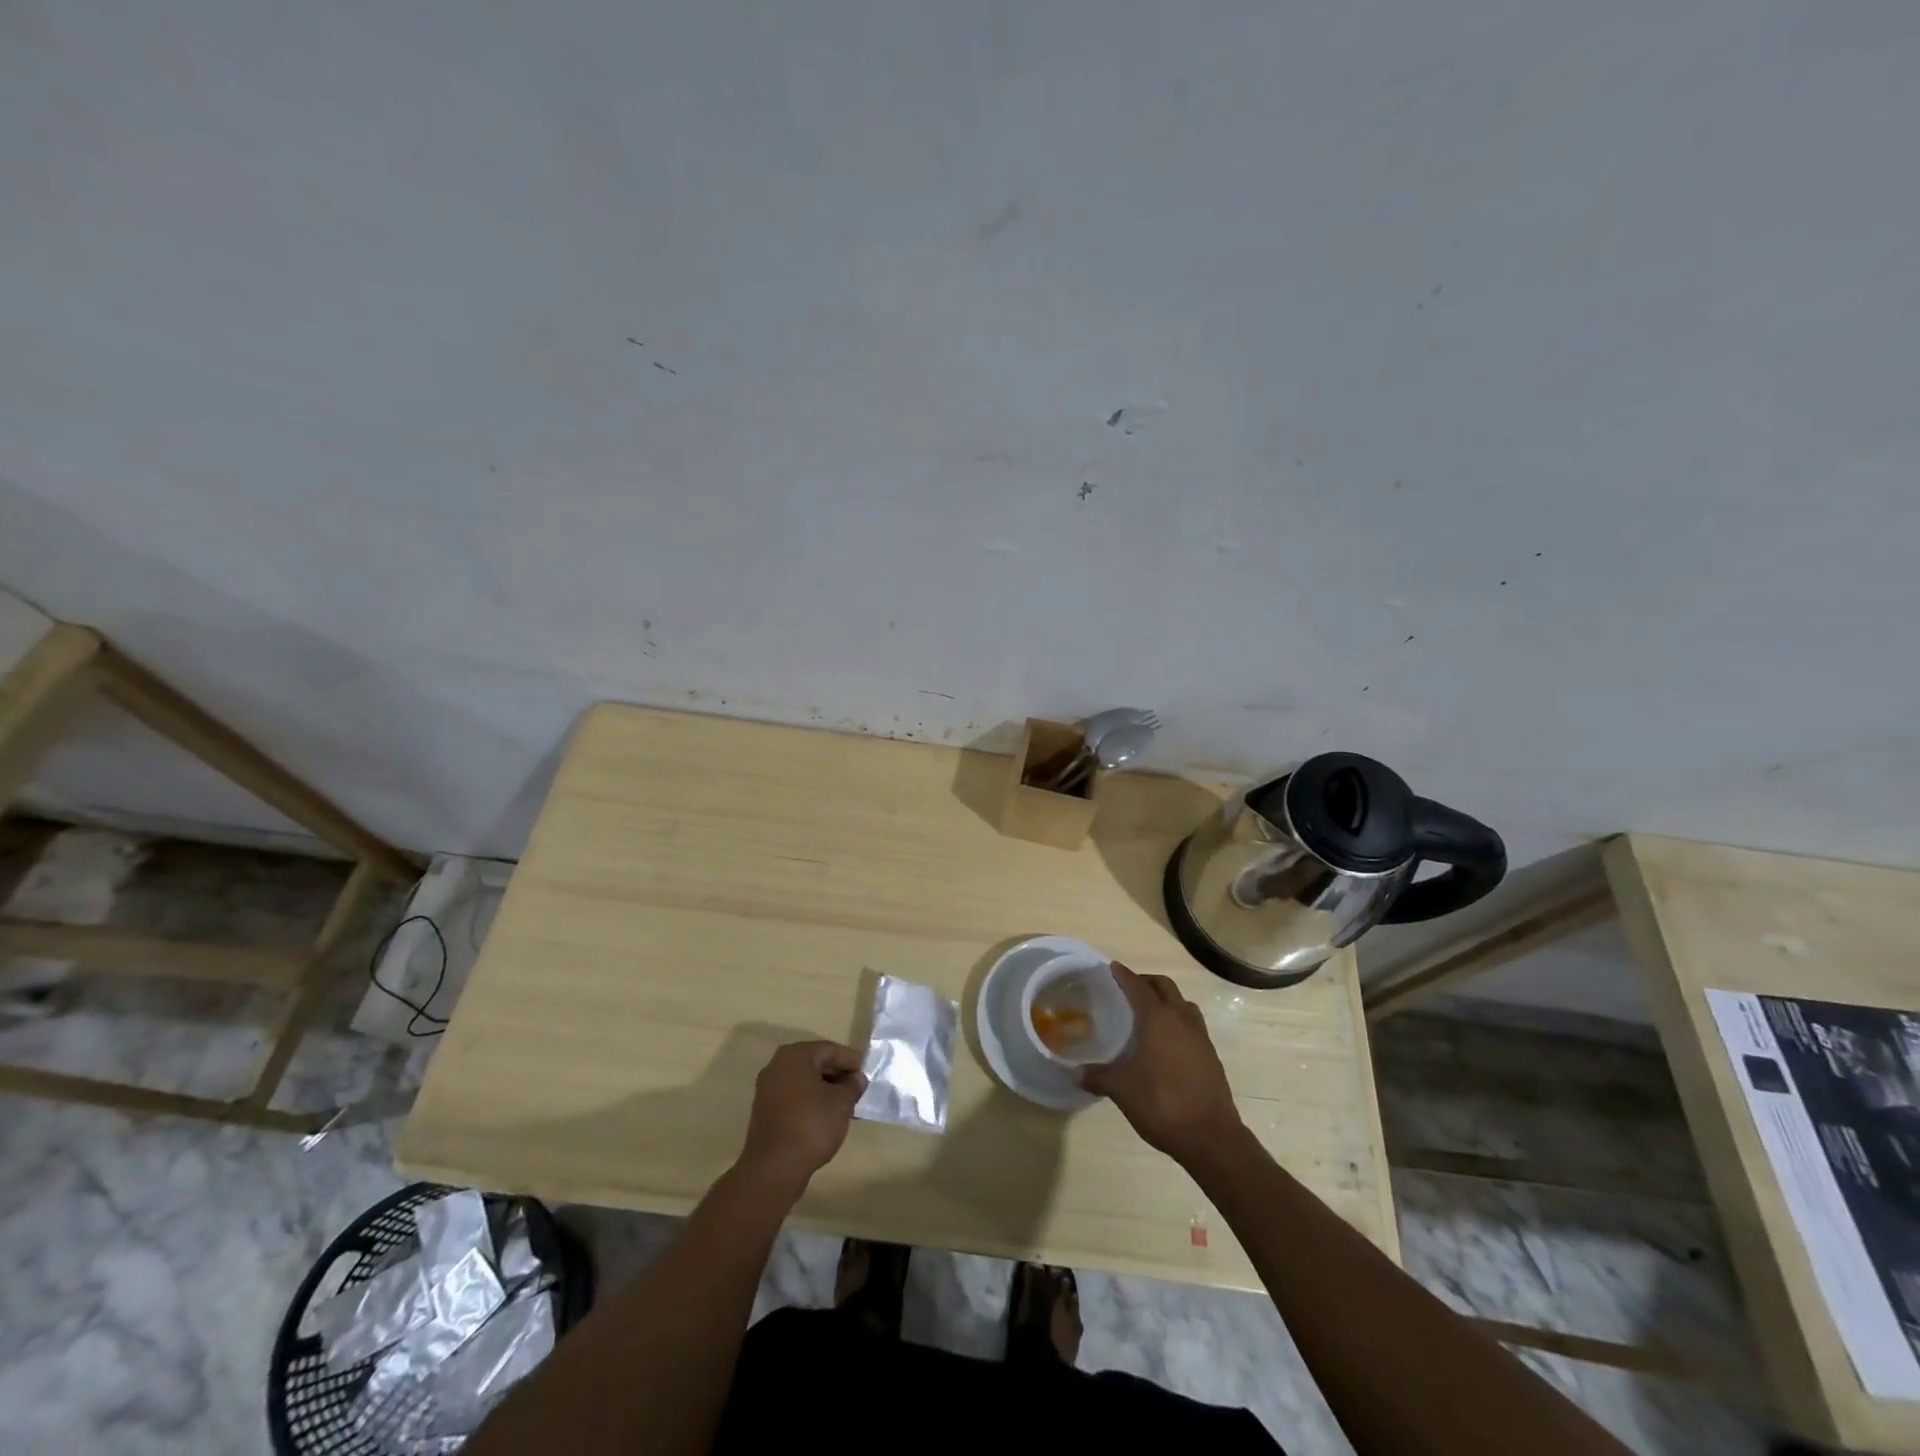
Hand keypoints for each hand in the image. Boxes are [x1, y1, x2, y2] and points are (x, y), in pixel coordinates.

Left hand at [737, 1040, 866, 1192]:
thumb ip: (852, 1085)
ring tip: (846, 1103)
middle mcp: (777, 1066)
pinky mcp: (765, 1111)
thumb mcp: (841, 1102)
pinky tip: (827, 1115)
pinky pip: (794, 1097)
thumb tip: (856, 1079)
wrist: (774, 1168)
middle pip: (815, 1063)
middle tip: (858, 1087)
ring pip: (804, 1081)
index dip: (851, 1060)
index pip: (829, 1049)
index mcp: (795, 1056)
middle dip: (838, 1074)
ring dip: (825, 1089)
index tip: (867, 1072)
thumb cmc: (811, 1125)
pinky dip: (811, 1101)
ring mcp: (768, 1089)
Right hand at [1077, 964, 1243, 1165]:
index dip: (1124, 975)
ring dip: (1166, 1000)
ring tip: (1149, 1013)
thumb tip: (1074, 1072)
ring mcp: (1200, 1037)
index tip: (1113, 967)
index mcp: (1158, 1019)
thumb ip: (1098, 1076)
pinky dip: (1178, 1021)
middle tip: (1129, 988)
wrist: (1211, 1137)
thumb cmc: (1162, 1104)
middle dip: (1146, 982)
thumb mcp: (1122, 1090)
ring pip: (1183, 1004)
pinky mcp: (1211, 1056)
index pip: (1138, 987)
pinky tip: (1166, 1042)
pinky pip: (1192, 1025)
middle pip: (1165, 987)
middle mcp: (1181, 1020)